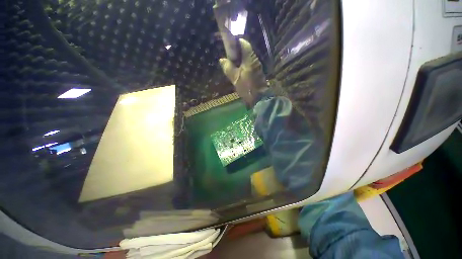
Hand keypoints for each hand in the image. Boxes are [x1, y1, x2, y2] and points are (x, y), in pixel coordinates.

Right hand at [219, 39, 267, 106]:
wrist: (260, 98)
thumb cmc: (247, 87)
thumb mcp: (235, 78)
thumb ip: (228, 68)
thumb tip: (222, 60)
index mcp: (250, 59)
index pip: (244, 43)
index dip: (236, 42)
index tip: (228, 45)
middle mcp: (255, 60)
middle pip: (246, 50)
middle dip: (237, 52)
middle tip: (228, 56)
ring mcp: (257, 66)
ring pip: (247, 58)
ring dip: (240, 59)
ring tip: (232, 64)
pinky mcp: (257, 72)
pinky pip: (249, 65)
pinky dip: (243, 65)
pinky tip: (238, 71)